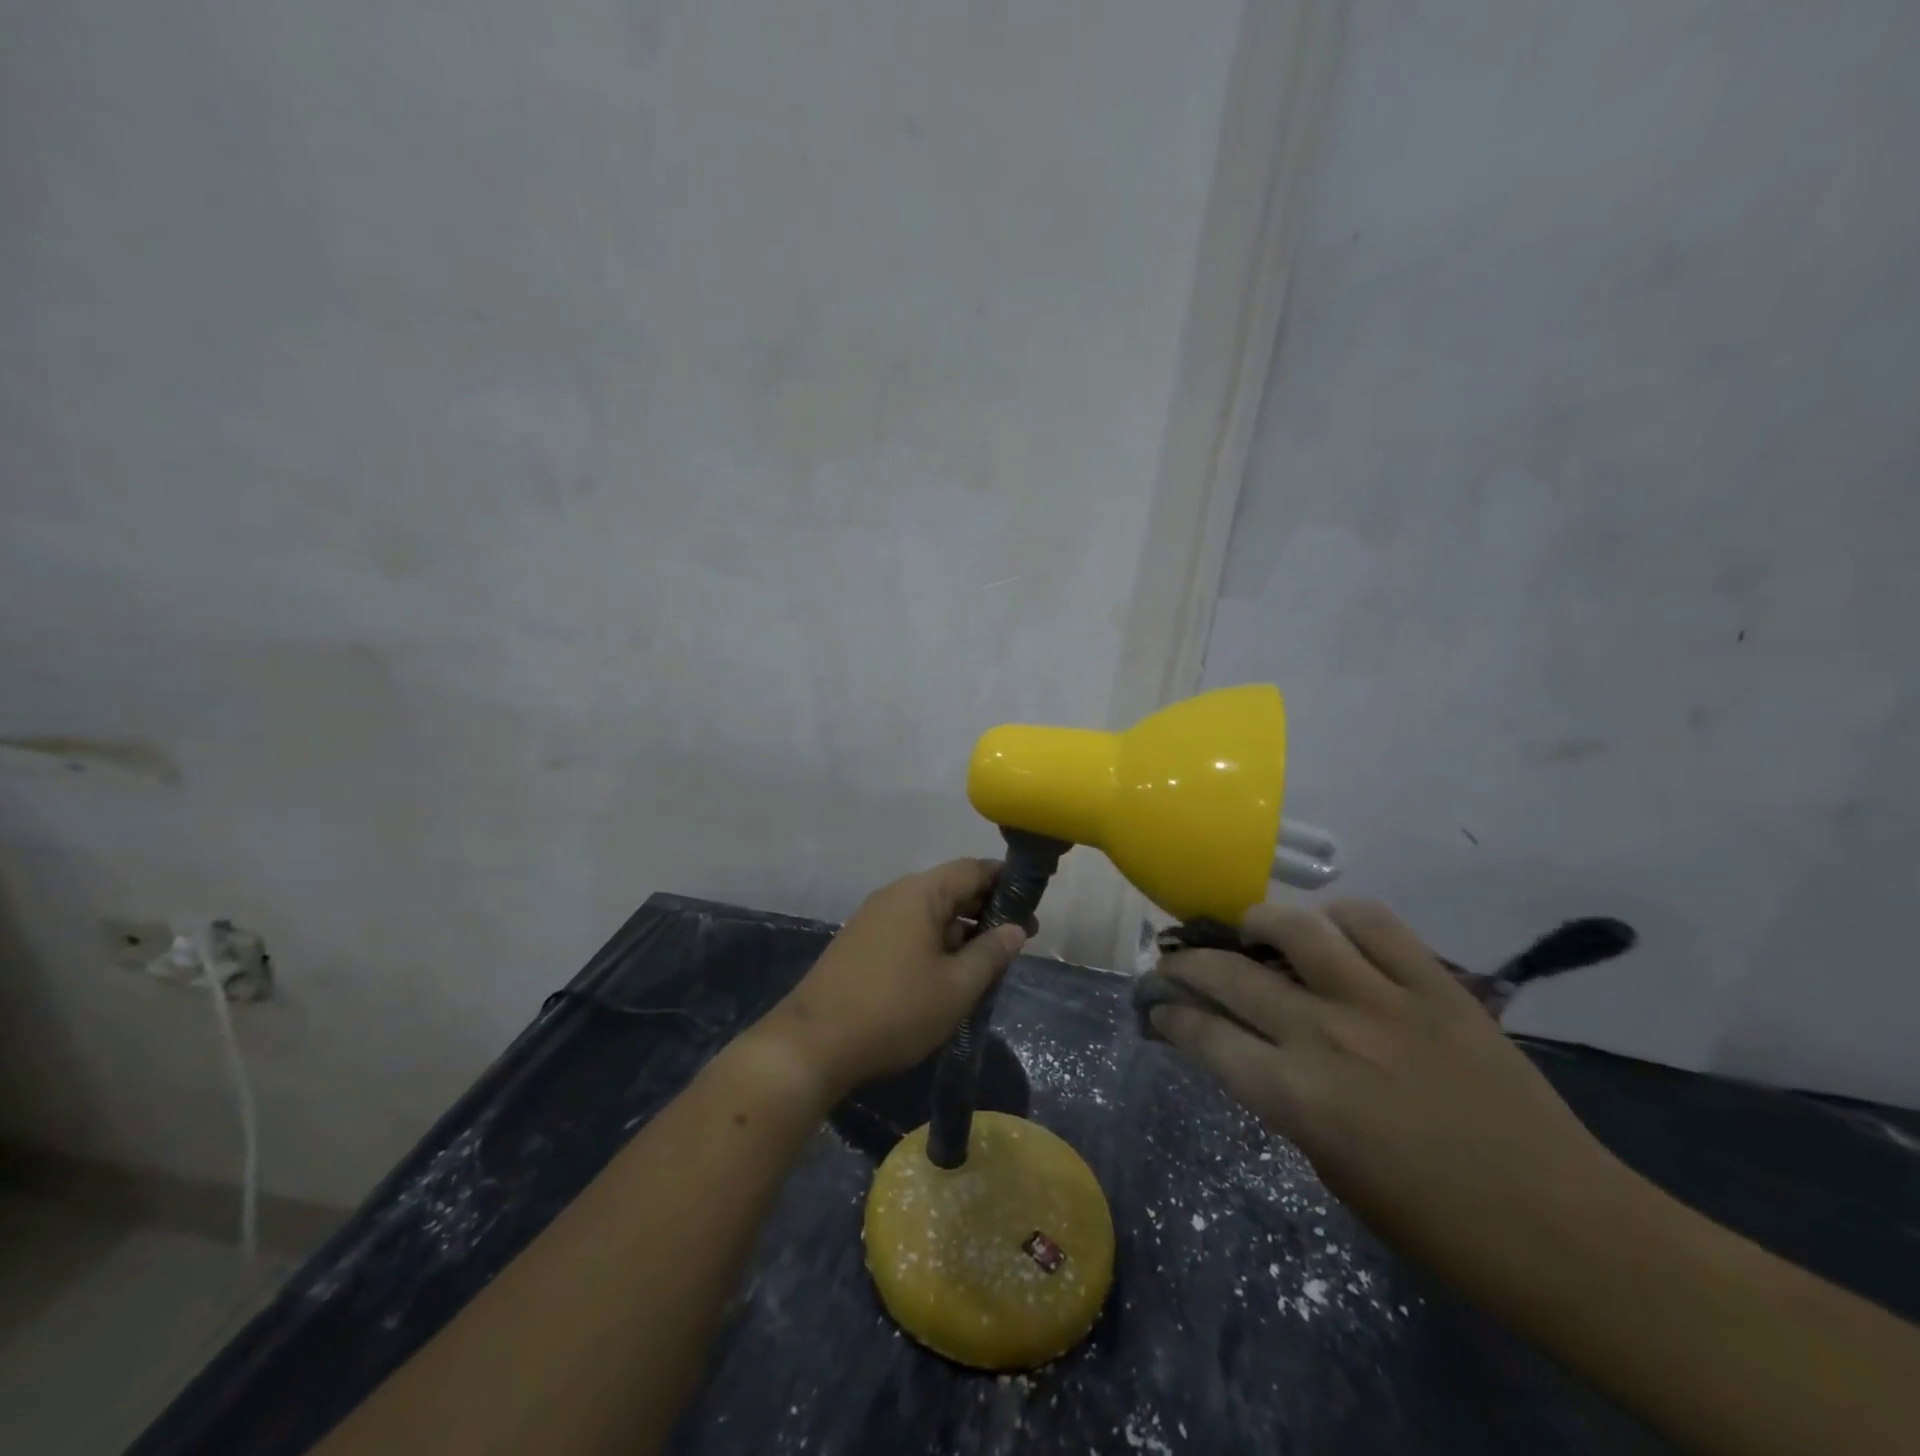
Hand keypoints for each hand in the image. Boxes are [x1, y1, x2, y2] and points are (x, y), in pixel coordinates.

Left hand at [756, 859, 1028, 1100]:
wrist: (814, 1043)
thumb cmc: (895, 1010)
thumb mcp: (956, 987)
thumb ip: (991, 953)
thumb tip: (1016, 928)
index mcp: (920, 893)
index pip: (972, 869)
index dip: (1006, 881)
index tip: (1033, 904)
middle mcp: (896, 895)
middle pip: (951, 888)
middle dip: (986, 909)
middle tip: (1019, 938)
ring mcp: (874, 918)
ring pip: (930, 911)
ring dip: (961, 929)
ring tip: (989, 960)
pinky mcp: (862, 942)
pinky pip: (910, 928)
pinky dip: (936, 941)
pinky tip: (949, 971)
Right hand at [1152, 901, 1632, 1296]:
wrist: (1563, 1228)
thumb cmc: (1435, 1222)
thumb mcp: (1330, 1167)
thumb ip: (1285, 1098)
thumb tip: (1255, 1050)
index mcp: (1296, 1096)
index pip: (1203, 1034)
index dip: (1168, 1015)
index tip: (1156, 1008)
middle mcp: (1326, 1034)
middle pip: (1228, 974)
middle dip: (1185, 965)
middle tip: (1175, 966)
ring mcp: (1382, 1001)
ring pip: (1296, 926)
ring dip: (1256, 921)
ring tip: (1250, 931)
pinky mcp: (1436, 985)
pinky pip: (1375, 923)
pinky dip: (1341, 918)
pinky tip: (1332, 932)